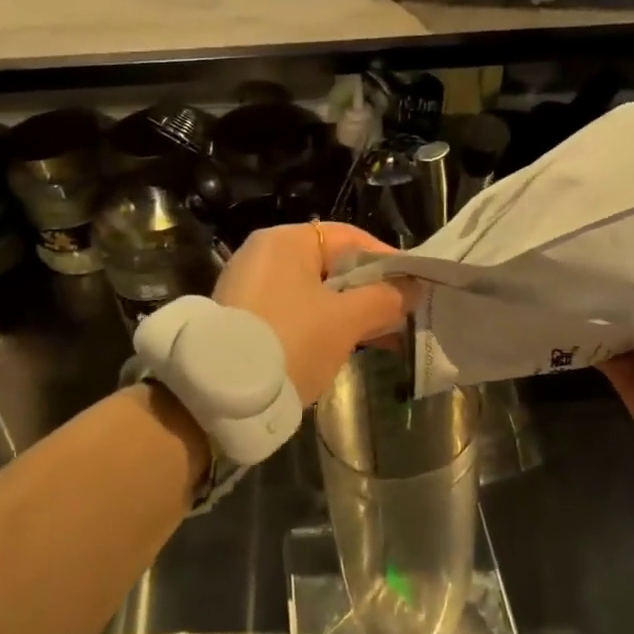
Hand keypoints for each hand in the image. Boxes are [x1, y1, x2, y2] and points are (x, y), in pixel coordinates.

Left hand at [214, 222, 406, 404]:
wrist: (219, 395)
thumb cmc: (290, 341)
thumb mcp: (345, 321)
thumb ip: (384, 299)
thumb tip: (411, 289)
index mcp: (286, 241)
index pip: (349, 238)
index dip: (386, 259)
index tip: (414, 284)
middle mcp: (265, 256)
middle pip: (333, 266)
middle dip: (370, 291)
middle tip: (403, 314)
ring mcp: (252, 288)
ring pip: (316, 293)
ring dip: (350, 313)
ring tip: (385, 337)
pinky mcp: (246, 318)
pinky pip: (297, 312)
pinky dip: (324, 325)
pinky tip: (350, 347)